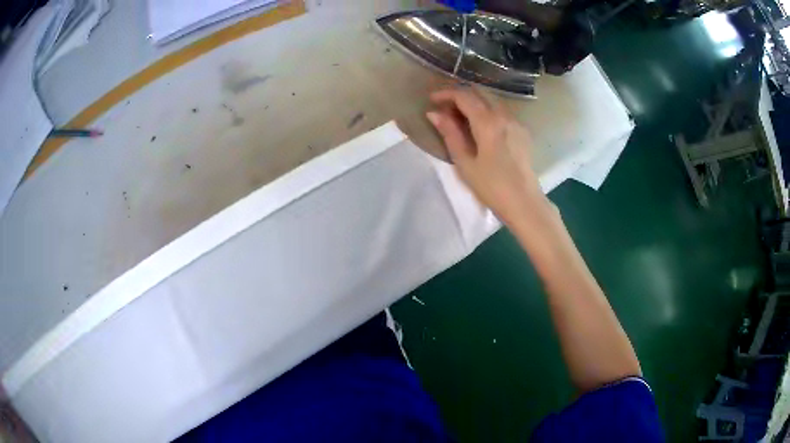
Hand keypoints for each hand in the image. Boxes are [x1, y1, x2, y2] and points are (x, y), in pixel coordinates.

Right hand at [426, 88, 549, 225]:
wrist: (524, 202)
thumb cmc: (491, 186)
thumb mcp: (465, 162)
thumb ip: (450, 134)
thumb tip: (434, 113)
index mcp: (488, 122)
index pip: (464, 96)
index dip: (445, 93)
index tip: (432, 99)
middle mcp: (504, 115)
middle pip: (480, 92)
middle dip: (460, 94)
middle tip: (444, 107)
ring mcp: (516, 122)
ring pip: (492, 100)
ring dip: (474, 101)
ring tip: (460, 116)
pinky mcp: (522, 131)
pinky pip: (502, 111)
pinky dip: (487, 110)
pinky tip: (480, 126)